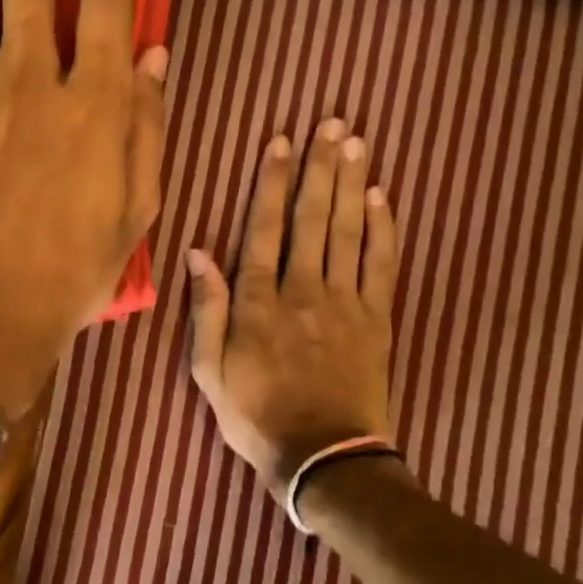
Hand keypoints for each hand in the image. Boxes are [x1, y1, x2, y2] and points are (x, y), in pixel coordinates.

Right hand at [185, 121, 397, 504]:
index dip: (273, 183)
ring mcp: (345, 303)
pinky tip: (383, 197)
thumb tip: (198, 252)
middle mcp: (303, 290)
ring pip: (347, 232)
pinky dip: (384, 229)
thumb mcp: (209, 371)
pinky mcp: (377, 320)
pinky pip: (382, 265)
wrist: (325, 459)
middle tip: (332, 123)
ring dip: (352, 184)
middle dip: (321, 167)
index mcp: (259, 302)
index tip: (281, 143)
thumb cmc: (256, 416)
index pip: (265, 228)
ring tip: (357, 143)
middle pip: (313, 218)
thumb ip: (206, 310)